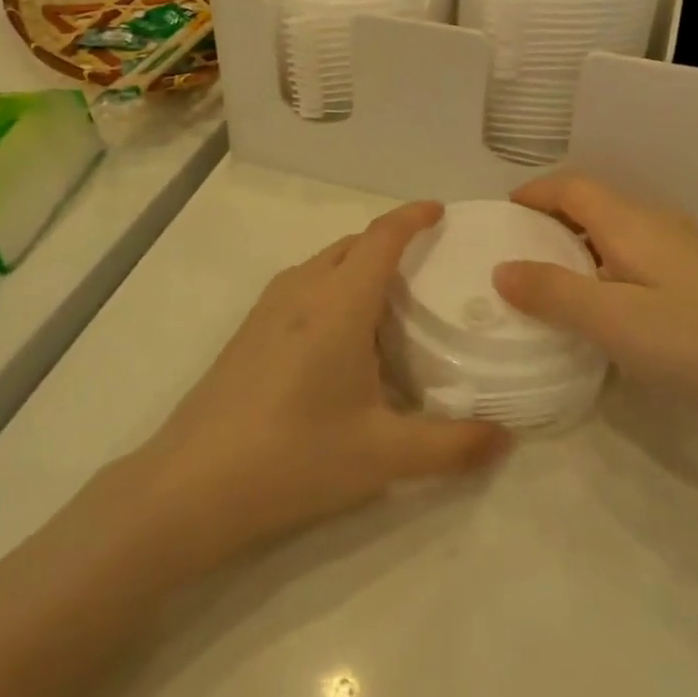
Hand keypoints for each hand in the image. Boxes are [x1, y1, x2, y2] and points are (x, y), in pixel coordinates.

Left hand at [133, 202, 510, 567]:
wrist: (191, 486)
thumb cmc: (295, 457)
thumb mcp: (384, 456)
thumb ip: (452, 446)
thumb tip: (506, 439)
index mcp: (339, 303)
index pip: (382, 237)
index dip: (412, 217)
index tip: (439, 211)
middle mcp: (302, 291)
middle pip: (352, 245)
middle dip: (389, 241)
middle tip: (427, 264)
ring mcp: (267, 308)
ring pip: (322, 263)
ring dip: (357, 264)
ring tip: (389, 298)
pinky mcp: (247, 331)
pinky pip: (301, 286)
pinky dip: (331, 286)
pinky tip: (340, 336)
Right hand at [492, 177, 697, 435]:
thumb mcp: (614, 321)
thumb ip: (553, 294)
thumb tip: (501, 269)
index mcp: (630, 223)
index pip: (571, 188)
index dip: (534, 194)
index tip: (502, 216)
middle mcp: (656, 225)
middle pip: (593, 205)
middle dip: (551, 219)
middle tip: (517, 253)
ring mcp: (684, 251)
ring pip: (617, 232)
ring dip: (579, 245)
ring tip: (553, 283)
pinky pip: (637, 256)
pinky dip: (606, 267)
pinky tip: (609, 309)